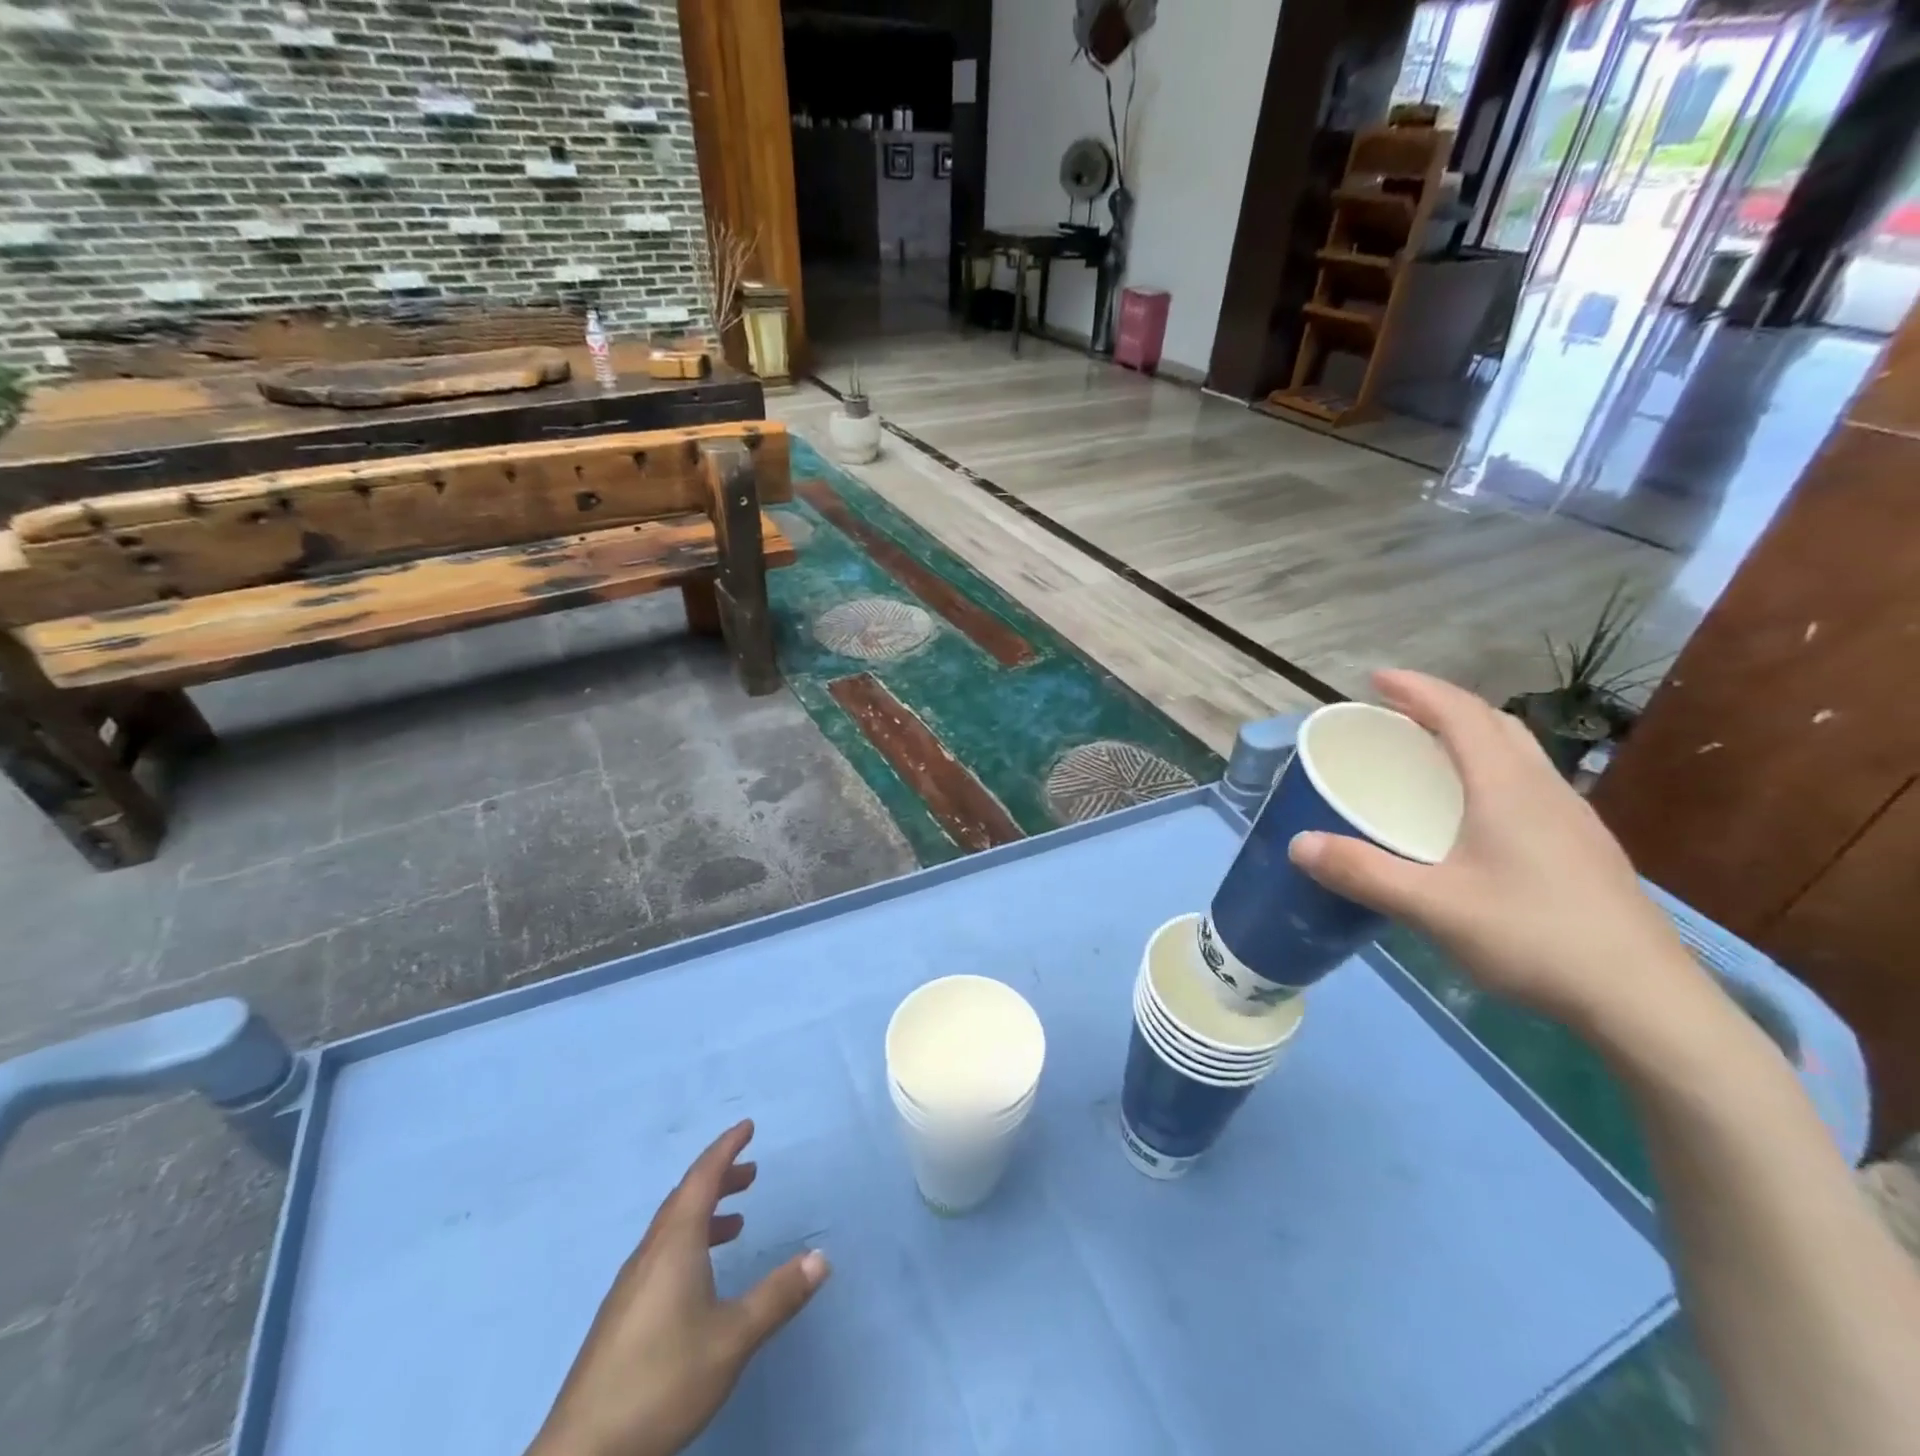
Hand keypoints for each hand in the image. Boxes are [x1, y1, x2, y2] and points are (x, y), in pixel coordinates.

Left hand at [527, 1120, 830, 1455]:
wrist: (583, 1455)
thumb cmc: (662, 1382)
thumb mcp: (732, 1339)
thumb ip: (778, 1296)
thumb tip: (821, 1257)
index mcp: (674, 1245)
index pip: (702, 1177)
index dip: (726, 1148)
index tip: (748, 1127)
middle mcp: (649, 1254)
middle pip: (685, 1198)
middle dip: (719, 1178)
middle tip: (751, 1173)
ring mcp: (629, 1287)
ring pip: (671, 1229)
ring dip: (704, 1213)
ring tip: (735, 1223)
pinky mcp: (620, 1318)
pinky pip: (660, 1255)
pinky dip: (689, 1242)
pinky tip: (700, 1279)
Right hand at [1288, 670, 1703, 1031]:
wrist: (1645, 1001)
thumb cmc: (1534, 938)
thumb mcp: (1432, 907)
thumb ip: (1362, 872)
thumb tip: (1297, 843)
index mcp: (1508, 787)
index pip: (1461, 714)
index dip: (1417, 689)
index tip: (1375, 679)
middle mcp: (1544, 789)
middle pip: (1493, 724)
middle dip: (1442, 707)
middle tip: (1396, 715)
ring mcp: (1572, 819)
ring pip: (1517, 753)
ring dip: (1471, 737)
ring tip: (1429, 754)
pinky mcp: (1583, 849)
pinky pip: (1528, 785)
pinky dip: (1490, 772)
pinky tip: (1474, 814)